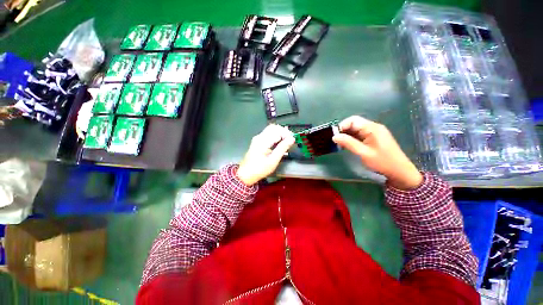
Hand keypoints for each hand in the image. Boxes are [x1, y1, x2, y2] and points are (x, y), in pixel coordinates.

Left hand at [237, 124, 294, 185]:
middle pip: (274, 127)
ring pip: (271, 130)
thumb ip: (282, 148)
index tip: (292, 141)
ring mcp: (258, 138)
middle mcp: (259, 137)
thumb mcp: (273, 160)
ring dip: (280, 134)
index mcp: (263, 141)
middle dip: (284, 132)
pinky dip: (276, 137)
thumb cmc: (259, 169)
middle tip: (290, 141)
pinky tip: (279, 144)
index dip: (287, 134)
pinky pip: (268, 134)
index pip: (277, 130)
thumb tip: (292, 139)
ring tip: (286, 143)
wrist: (246, 174)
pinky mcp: (258, 141)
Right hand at [332, 116, 422, 189]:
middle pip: (354, 124)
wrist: (399, 171)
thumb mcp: (363, 153)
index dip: (342, 126)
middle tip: (337, 142)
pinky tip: (348, 146)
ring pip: (356, 129)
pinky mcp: (374, 138)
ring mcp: (374, 132)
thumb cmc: (382, 162)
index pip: (353, 120)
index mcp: (372, 128)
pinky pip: (360, 134)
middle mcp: (373, 127)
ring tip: (341, 145)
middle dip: (344, 131)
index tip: (335, 136)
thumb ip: (348, 143)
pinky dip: (353, 139)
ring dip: (347, 136)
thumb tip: (334, 136)